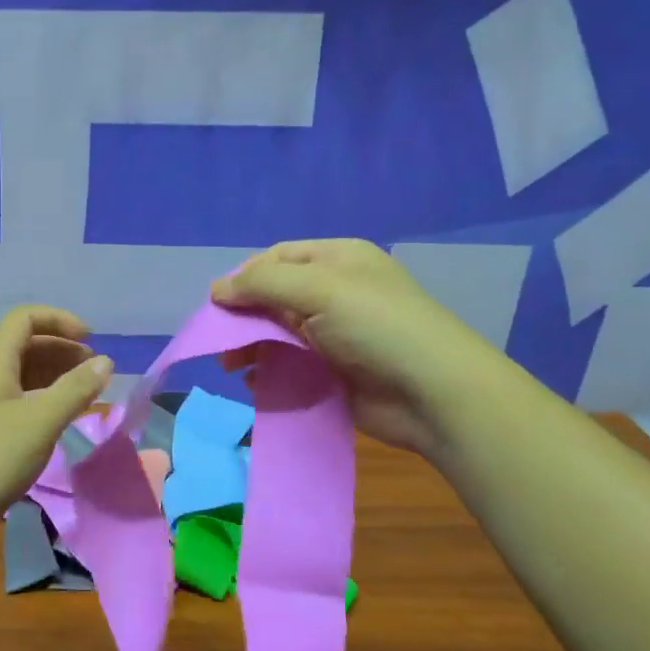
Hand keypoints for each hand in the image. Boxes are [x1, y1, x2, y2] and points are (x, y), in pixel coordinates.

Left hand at [0, 306, 112, 558]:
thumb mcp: (41, 422)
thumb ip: (76, 389)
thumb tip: (106, 361)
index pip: (24, 318)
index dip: (59, 320)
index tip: (90, 341)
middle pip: (24, 345)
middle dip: (62, 349)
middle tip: (94, 370)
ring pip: (21, 375)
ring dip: (54, 375)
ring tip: (84, 394)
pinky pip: (16, 400)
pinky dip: (42, 400)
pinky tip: (58, 420)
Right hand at [212, 239, 494, 457]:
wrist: (433, 392)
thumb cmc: (376, 326)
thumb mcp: (318, 289)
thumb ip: (262, 285)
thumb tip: (216, 290)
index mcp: (337, 259)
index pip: (277, 258)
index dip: (244, 277)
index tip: (217, 304)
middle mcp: (335, 291)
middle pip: (274, 297)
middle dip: (244, 317)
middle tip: (220, 341)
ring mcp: (336, 333)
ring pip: (278, 333)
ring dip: (252, 346)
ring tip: (233, 365)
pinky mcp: (335, 371)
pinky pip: (291, 364)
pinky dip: (269, 371)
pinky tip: (256, 382)